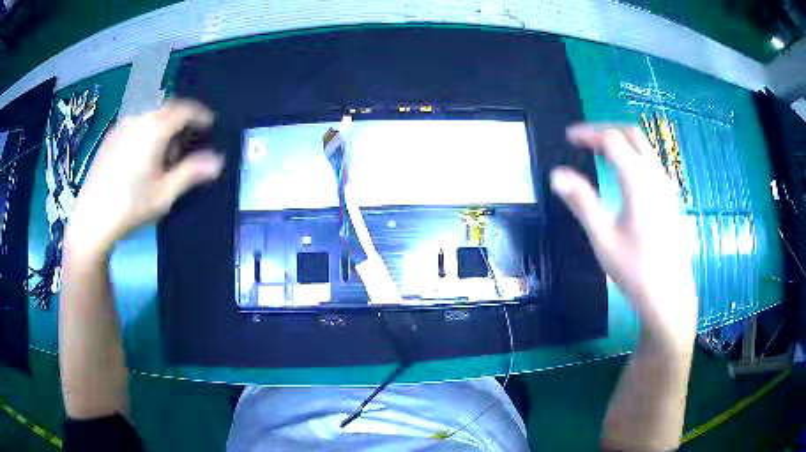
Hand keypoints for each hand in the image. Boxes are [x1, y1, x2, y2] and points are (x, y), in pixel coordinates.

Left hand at [66, 100, 223, 255]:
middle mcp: (138, 118)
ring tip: (163, 156)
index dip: (201, 115)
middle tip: (186, 146)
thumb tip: (219, 161)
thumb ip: (192, 173)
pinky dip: (147, 133)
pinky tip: (142, 158)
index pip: (185, 109)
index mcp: (154, 127)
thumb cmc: (130, 207)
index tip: (211, 126)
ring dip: (163, 128)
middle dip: (181, 123)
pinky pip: (136, 125)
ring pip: (150, 117)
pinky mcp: (109, 138)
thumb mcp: (165, 193)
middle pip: (167, 110)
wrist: (91, 220)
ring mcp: (121, 126)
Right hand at [551, 124, 697, 353]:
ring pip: (645, 147)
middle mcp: (656, 175)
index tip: (568, 138)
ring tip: (599, 152)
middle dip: (606, 129)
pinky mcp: (671, 198)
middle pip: (632, 134)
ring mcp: (667, 186)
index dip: (588, 134)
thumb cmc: (635, 270)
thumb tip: (556, 174)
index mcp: (638, 180)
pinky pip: (651, 162)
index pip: (611, 140)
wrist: (670, 297)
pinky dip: (633, 155)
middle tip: (584, 139)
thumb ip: (582, 202)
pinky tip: (623, 174)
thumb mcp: (603, 238)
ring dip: (621, 141)